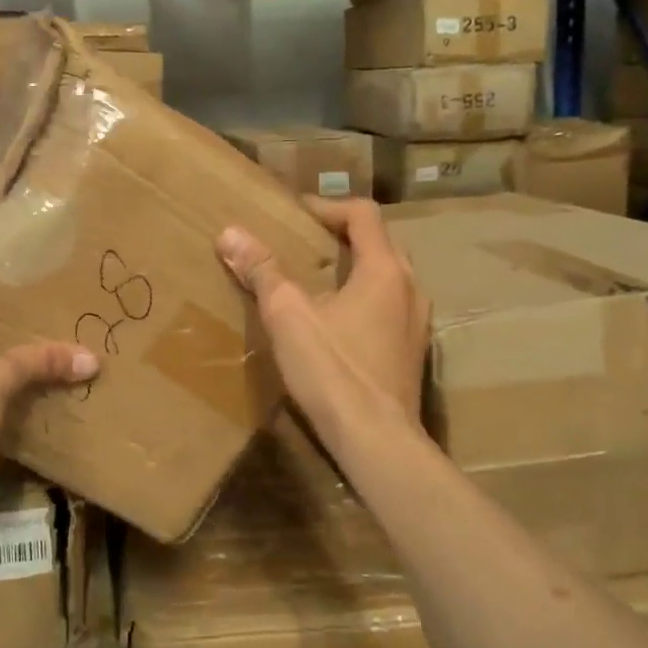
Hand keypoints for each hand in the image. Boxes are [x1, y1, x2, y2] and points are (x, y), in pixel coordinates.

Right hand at [218, 197, 429, 454]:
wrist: (377, 441)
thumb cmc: (333, 370)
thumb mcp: (288, 316)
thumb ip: (262, 271)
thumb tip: (229, 233)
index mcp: (385, 270)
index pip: (363, 215)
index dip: (328, 207)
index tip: (296, 214)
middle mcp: (410, 289)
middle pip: (380, 244)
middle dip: (342, 237)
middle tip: (304, 243)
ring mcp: (418, 324)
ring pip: (388, 278)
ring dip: (355, 269)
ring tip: (317, 281)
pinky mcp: (413, 353)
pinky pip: (390, 307)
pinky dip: (364, 299)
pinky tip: (337, 323)